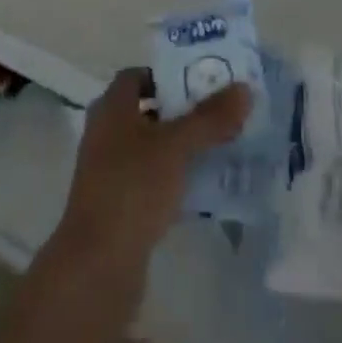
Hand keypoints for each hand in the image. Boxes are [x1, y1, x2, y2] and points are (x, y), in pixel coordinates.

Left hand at [50, 68, 251, 277]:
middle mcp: (106, 133)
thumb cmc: (132, 189)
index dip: (169, 74)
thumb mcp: (176, 147)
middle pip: (149, 110)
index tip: (203, 81)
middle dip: (182, 111)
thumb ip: (210, 118)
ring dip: (181, 146)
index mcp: (112, 107)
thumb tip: (244, 88)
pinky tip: (203, 188)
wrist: (97, 267)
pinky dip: (174, 178)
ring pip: (152, 147)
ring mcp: (110, 172)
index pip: (139, 75)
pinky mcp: (118, 207)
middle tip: (220, 112)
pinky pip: (151, 180)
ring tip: (220, 147)